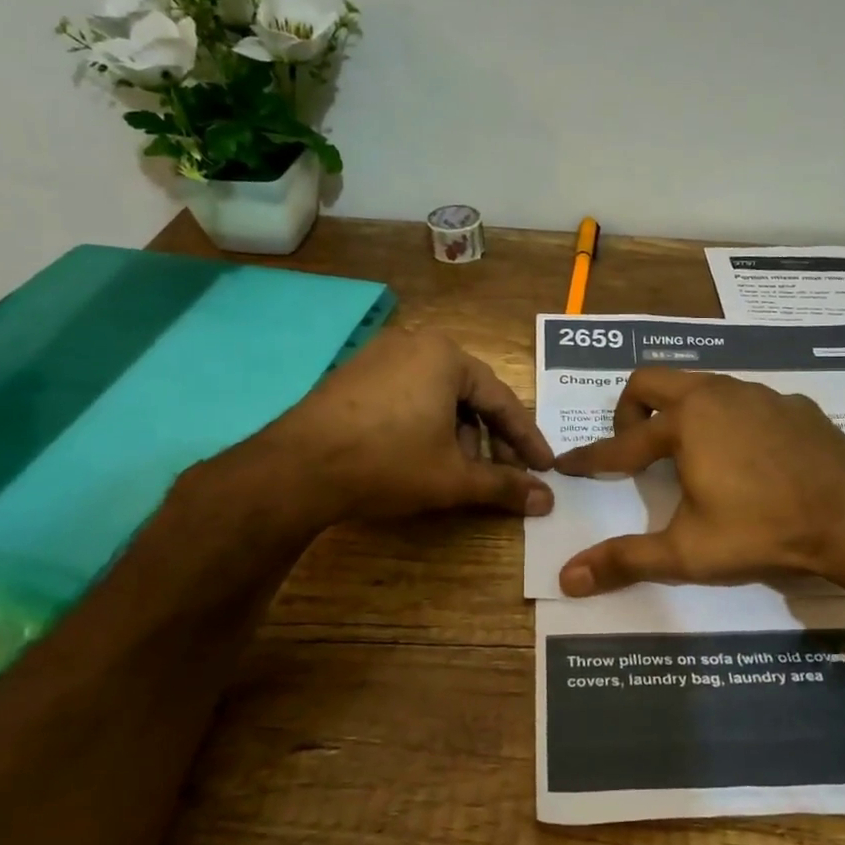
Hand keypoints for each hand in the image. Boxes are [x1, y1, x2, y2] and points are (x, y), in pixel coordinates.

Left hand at [195, 330, 553, 528]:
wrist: (296, 468)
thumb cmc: (388, 462)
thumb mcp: (453, 478)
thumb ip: (504, 486)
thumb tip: (548, 501)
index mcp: (447, 356)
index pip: (502, 401)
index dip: (526, 440)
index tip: (545, 468)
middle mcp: (416, 343)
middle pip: (469, 395)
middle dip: (489, 438)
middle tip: (502, 472)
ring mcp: (379, 355)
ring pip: (437, 396)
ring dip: (457, 434)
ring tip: (459, 470)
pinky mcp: (353, 375)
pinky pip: (407, 396)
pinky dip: (424, 424)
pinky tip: (421, 455)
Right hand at [552, 369, 844, 595]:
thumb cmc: (763, 531)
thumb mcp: (688, 552)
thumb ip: (625, 560)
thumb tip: (566, 578)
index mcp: (684, 423)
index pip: (620, 443)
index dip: (589, 458)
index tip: (567, 464)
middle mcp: (716, 394)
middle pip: (651, 379)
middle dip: (629, 409)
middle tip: (632, 449)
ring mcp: (759, 393)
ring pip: (700, 383)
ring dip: (679, 409)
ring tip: (686, 451)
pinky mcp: (793, 404)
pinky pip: (743, 399)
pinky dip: (726, 418)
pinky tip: (745, 455)